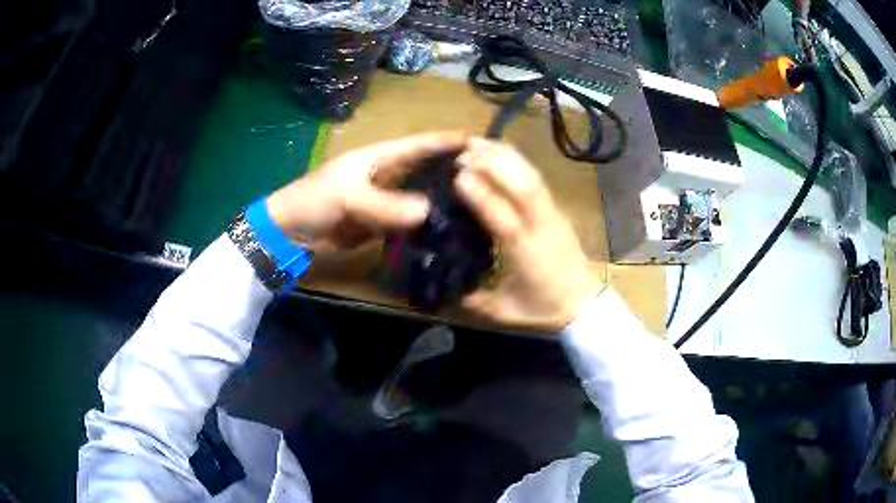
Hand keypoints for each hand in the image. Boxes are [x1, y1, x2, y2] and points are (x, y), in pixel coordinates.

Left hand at [266, 131, 467, 251]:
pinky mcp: (385, 223)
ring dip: (446, 201)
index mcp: (381, 156)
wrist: (292, 232)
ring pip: (424, 196)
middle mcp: (390, 174)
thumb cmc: (314, 200)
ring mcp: (389, 200)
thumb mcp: (347, 196)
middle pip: (428, 169)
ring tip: (481, 207)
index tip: (482, 144)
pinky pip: (412, 221)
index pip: (420, 144)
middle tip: (491, 181)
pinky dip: (430, 225)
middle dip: (455, 172)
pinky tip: (452, 231)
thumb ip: (384, 203)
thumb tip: (427, 211)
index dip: (448, 141)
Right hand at [455, 138, 603, 332]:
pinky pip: (537, 179)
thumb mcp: (504, 312)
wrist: (584, 305)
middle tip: (462, 153)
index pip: (503, 217)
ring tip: (478, 143)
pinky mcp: (557, 210)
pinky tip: (501, 153)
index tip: (457, 177)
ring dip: (505, 156)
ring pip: (532, 177)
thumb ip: (471, 301)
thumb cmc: (543, 309)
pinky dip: (518, 162)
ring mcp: (552, 215)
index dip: (481, 195)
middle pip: (521, 186)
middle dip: (492, 164)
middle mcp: (541, 226)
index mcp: (525, 252)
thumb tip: (440, 290)